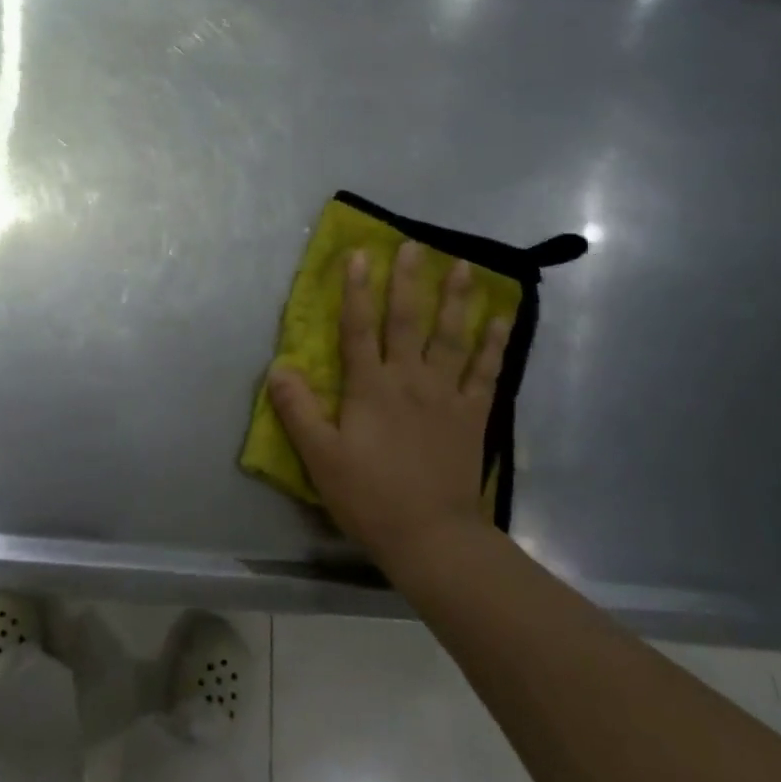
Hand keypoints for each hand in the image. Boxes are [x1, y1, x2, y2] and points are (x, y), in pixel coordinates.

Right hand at [269, 242, 512, 568]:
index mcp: (370, 388)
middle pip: (407, 321)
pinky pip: (486, 372)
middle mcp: (409, 380)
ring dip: (455, 299)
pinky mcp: (472, 415)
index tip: (358, 254)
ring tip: (462, 266)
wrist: (432, 536)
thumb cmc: (370, 496)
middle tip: (414, 245)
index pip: (358, 328)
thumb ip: (298, 410)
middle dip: (407, 281)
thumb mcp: (321, 457)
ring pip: (451, 337)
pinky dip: (495, 344)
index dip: (355, 290)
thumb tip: (278, 367)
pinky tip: (502, 318)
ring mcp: (446, 395)